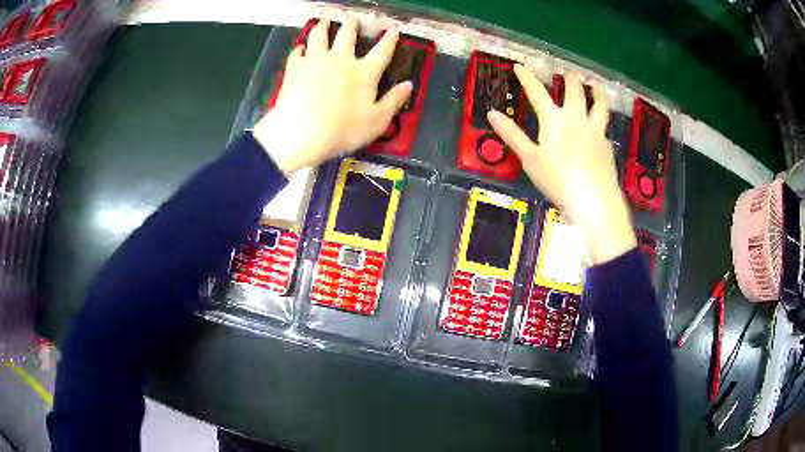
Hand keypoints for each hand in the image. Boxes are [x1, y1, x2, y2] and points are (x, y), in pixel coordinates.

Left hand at [253, 19, 412, 175]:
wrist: (300, 134)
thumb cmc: (342, 130)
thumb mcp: (377, 121)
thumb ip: (394, 101)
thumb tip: (409, 84)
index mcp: (364, 72)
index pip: (382, 50)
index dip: (390, 39)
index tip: (394, 28)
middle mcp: (341, 59)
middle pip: (347, 35)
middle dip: (352, 25)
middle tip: (353, 19)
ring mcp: (315, 60)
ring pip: (320, 35)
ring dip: (324, 26)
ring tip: (325, 21)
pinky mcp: (295, 68)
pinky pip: (298, 52)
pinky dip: (301, 48)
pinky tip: (301, 48)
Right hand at [488, 69, 635, 263]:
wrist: (593, 199)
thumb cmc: (557, 180)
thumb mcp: (530, 159)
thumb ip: (512, 135)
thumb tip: (492, 114)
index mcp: (554, 119)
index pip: (537, 92)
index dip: (526, 77)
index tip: (520, 66)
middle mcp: (576, 118)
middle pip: (574, 90)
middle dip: (570, 78)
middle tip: (568, 72)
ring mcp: (595, 130)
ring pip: (598, 103)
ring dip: (596, 91)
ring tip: (595, 84)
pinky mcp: (607, 144)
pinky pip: (604, 125)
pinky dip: (601, 119)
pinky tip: (600, 125)